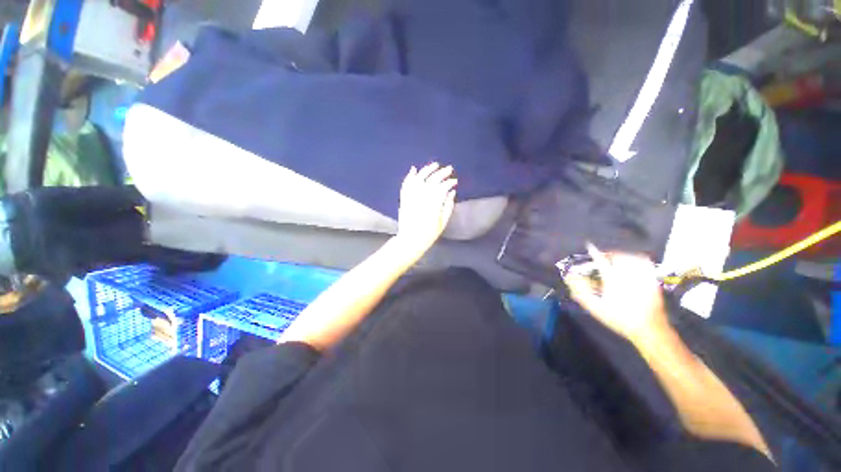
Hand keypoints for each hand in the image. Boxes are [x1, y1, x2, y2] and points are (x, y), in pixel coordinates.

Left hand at [394, 163, 456, 257]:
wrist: (410, 241)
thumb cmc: (429, 234)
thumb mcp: (442, 223)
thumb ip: (448, 206)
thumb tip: (452, 192)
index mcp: (433, 205)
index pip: (442, 188)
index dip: (449, 183)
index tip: (454, 181)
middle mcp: (422, 199)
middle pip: (432, 181)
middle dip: (441, 173)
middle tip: (449, 169)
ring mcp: (411, 198)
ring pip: (419, 179)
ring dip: (427, 170)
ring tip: (434, 165)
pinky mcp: (404, 199)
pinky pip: (406, 185)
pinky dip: (409, 176)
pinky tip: (414, 169)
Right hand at [562, 244, 668, 343]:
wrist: (649, 329)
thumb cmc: (619, 318)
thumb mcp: (596, 307)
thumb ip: (581, 292)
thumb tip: (570, 277)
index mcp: (613, 280)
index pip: (601, 261)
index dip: (594, 252)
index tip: (589, 246)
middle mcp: (628, 275)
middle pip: (618, 256)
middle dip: (609, 254)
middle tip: (603, 257)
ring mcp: (643, 276)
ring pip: (632, 257)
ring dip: (623, 255)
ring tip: (617, 258)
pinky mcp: (653, 280)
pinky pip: (646, 263)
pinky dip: (639, 259)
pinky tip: (636, 261)